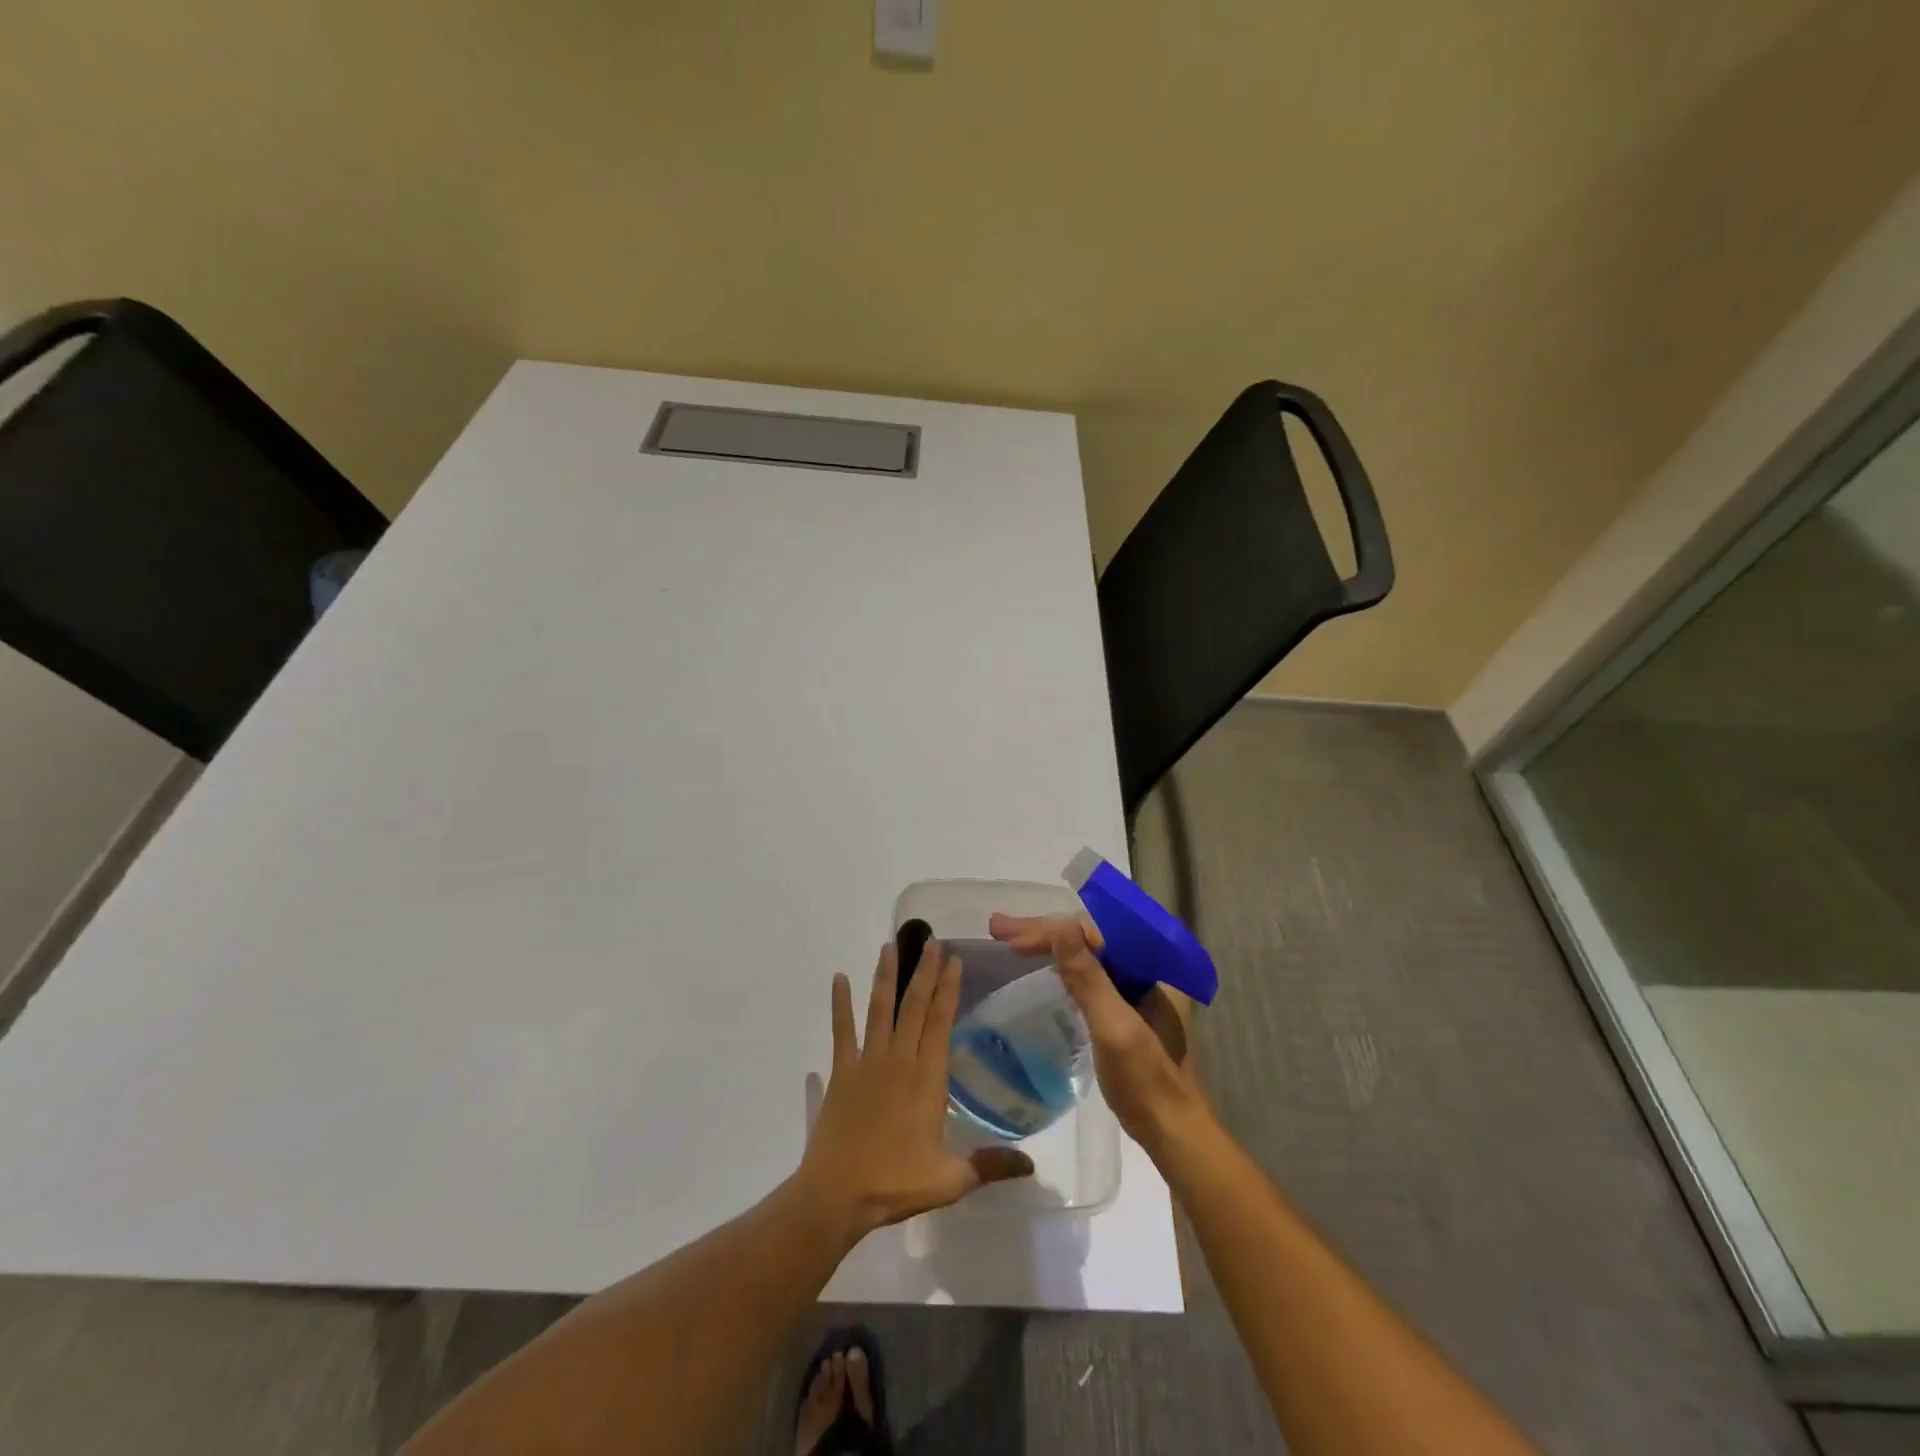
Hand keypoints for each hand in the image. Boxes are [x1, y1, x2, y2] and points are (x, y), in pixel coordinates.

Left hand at [798, 940, 1033, 1244]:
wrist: (836, 1195)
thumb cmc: (895, 1183)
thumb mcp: (951, 1180)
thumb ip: (991, 1165)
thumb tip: (1033, 1165)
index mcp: (927, 1078)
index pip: (941, 1022)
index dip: (948, 988)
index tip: (954, 960)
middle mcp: (899, 1059)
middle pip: (914, 1006)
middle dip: (924, 971)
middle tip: (931, 941)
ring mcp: (867, 1062)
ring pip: (879, 1009)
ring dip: (886, 976)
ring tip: (890, 946)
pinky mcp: (842, 1071)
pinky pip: (841, 1030)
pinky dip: (840, 1003)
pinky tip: (838, 978)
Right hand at [988, 912, 1208, 1154]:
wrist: (1174, 1137)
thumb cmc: (1146, 1083)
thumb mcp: (1113, 1027)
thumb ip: (1088, 976)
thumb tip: (1060, 924)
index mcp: (1154, 966)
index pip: (1094, 931)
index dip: (1049, 931)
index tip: (1009, 938)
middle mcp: (1149, 970)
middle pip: (1090, 939)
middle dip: (1045, 933)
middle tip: (998, 928)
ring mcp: (1138, 991)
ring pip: (1088, 955)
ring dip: (1050, 947)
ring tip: (1010, 940)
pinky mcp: (1127, 1011)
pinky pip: (1090, 976)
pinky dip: (1063, 970)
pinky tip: (1041, 968)